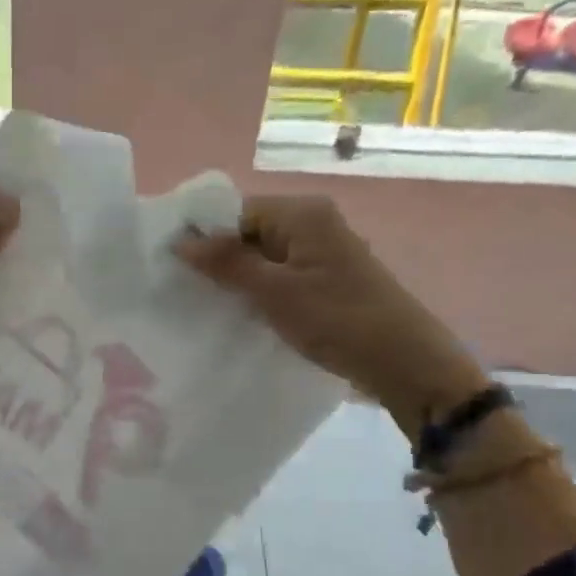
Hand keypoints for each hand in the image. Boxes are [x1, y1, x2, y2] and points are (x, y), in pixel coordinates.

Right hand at [176, 194, 488, 436]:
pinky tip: (239, 312)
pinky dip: (258, 289)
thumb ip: (227, 263)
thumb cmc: (338, 320)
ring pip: (261, 256)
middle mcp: (312, 223)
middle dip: (218, 258)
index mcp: (302, 214)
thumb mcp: (275, 292)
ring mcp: (321, 251)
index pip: (235, 212)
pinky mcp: (325, 278)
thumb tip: (180, 241)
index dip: (204, 236)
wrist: (405, 363)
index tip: (171, 267)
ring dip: (236, 277)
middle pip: (247, 231)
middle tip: (182, 289)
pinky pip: (278, 274)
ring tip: (205, 303)